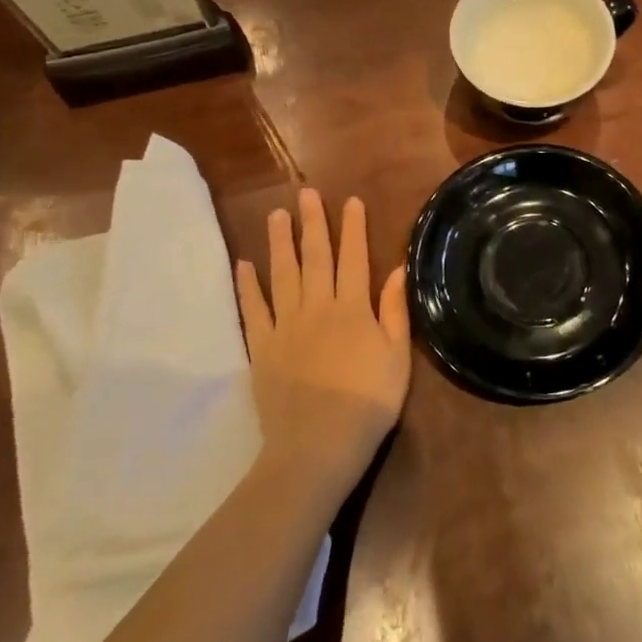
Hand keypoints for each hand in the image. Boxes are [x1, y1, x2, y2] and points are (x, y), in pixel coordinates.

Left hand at [236, 189, 410, 497]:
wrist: (317, 447)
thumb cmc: (368, 403)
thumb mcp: (397, 358)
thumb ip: (394, 311)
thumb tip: (396, 269)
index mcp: (353, 309)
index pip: (353, 258)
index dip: (352, 228)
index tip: (350, 201)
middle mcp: (318, 308)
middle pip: (314, 257)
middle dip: (312, 223)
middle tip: (305, 194)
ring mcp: (285, 326)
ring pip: (282, 275)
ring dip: (279, 243)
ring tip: (275, 215)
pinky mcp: (262, 348)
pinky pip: (253, 310)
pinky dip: (247, 286)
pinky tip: (244, 264)